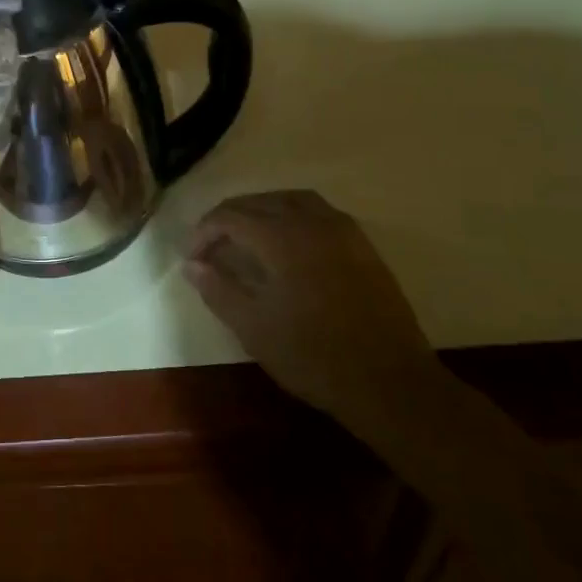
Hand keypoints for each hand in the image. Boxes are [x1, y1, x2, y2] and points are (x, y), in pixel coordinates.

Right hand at [184, 190, 435, 420]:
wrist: (389, 381)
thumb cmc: (313, 356)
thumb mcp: (253, 328)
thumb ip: (218, 290)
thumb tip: (192, 265)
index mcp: (281, 237)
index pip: (230, 216)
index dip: (203, 232)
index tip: (191, 258)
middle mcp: (311, 221)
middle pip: (259, 201)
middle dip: (228, 218)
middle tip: (210, 246)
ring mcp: (341, 229)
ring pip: (290, 199)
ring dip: (261, 210)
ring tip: (245, 236)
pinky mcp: (361, 244)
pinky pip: (318, 211)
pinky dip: (291, 214)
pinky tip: (286, 243)